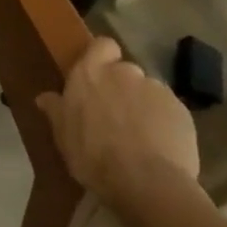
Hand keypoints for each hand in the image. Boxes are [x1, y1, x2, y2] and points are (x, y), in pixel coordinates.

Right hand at [38, 37, 200, 211]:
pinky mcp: (182, 111)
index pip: (102, 45)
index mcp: (90, 74)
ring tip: (141, 136)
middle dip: (122, 88)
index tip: (97, 77)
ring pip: (148, 92)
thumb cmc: (93, 155)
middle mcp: (124, 73)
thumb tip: (45, 97)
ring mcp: (156, 90)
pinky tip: (160, 147)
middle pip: (125, 71)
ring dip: (143, 106)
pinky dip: (164, 123)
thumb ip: (56, 111)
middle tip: (115, 115)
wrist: (146, 181)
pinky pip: (169, 111)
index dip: (102, 57)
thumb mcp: (64, 136)